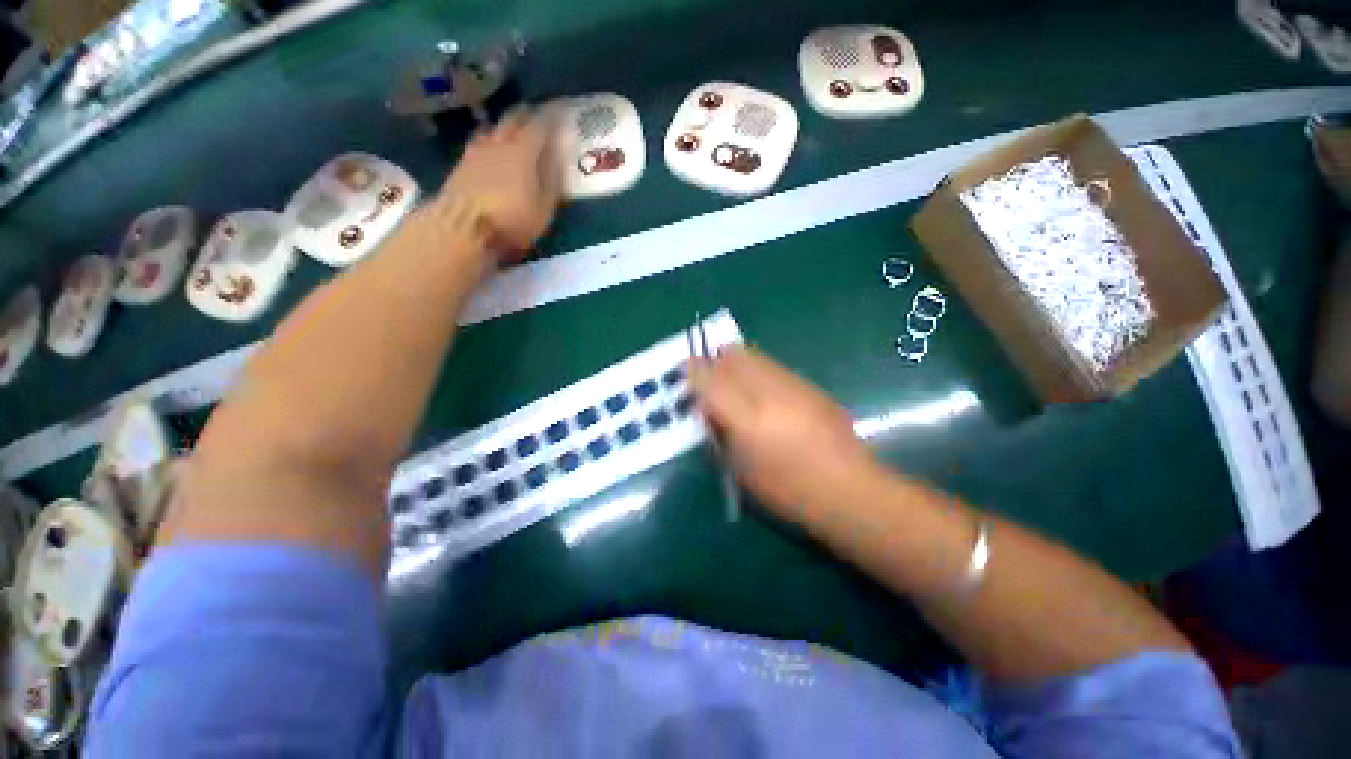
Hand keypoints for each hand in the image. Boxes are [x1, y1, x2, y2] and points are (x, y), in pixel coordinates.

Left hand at [439, 107, 561, 257]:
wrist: (463, 226)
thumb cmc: (512, 220)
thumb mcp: (543, 208)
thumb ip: (552, 181)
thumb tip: (559, 158)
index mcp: (524, 152)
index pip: (540, 126)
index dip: (551, 118)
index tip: (560, 111)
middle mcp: (499, 144)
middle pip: (512, 119)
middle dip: (526, 113)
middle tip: (535, 112)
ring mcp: (477, 152)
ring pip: (493, 128)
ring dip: (504, 124)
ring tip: (511, 127)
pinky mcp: (461, 164)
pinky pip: (480, 142)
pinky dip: (490, 139)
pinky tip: (490, 146)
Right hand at [689, 347, 878, 514]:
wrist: (849, 490)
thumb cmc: (787, 492)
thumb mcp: (740, 470)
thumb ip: (721, 433)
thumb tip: (709, 409)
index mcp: (746, 419)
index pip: (710, 380)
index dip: (693, 371)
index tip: (685, 370)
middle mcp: (768, 393)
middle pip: (733, 356)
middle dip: (716, 360)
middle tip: (710, 374)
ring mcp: (792, 385)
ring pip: (755, 355)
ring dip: (738, 361)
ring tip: (734, 379)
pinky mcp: (810, 385)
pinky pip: (774, 366)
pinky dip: (759, 370)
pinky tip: (763, 390)